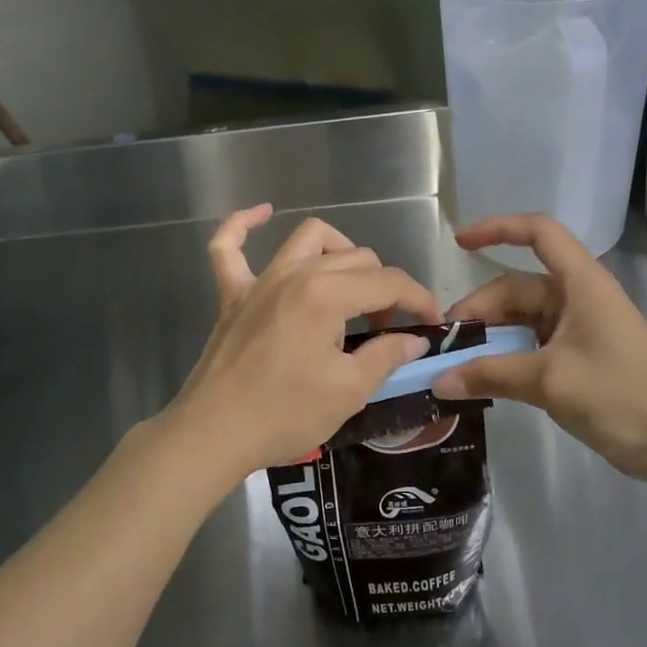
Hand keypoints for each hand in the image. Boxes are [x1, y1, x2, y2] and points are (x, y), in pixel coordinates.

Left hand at [158, 206, 439, 493]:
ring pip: (309, 238)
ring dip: (340, 251)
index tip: (433, 323)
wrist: (213, 433)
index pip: (388, 282)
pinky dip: (244, 225)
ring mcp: (259, 280)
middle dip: (384, 287)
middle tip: (389, 328)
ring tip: (351, 286)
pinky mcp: (232, 294)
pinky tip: (262, 213)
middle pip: (357, 258)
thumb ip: (386, 356)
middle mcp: (295, 273)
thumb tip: (415, 340)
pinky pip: (229, 247)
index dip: (419, 299)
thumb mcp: (348, 391)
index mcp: (326, 294)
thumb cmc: (284, 414)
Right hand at [431, 214, 646, 488]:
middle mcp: (577, 297)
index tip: (458, 243)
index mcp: (580, 284)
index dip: (498, 228)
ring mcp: (578, 328)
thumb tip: (438, 381)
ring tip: (458, 364)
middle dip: (480, 310)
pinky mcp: (578, 356)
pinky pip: (531, 344)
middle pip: (517, 287)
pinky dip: (506, 355)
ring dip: (490, 336)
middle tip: (446, 344)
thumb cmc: (622, 397)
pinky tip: (484, 377)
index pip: (539, 233)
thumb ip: (491, 375)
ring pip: (521, 319)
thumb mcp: (550, 382)